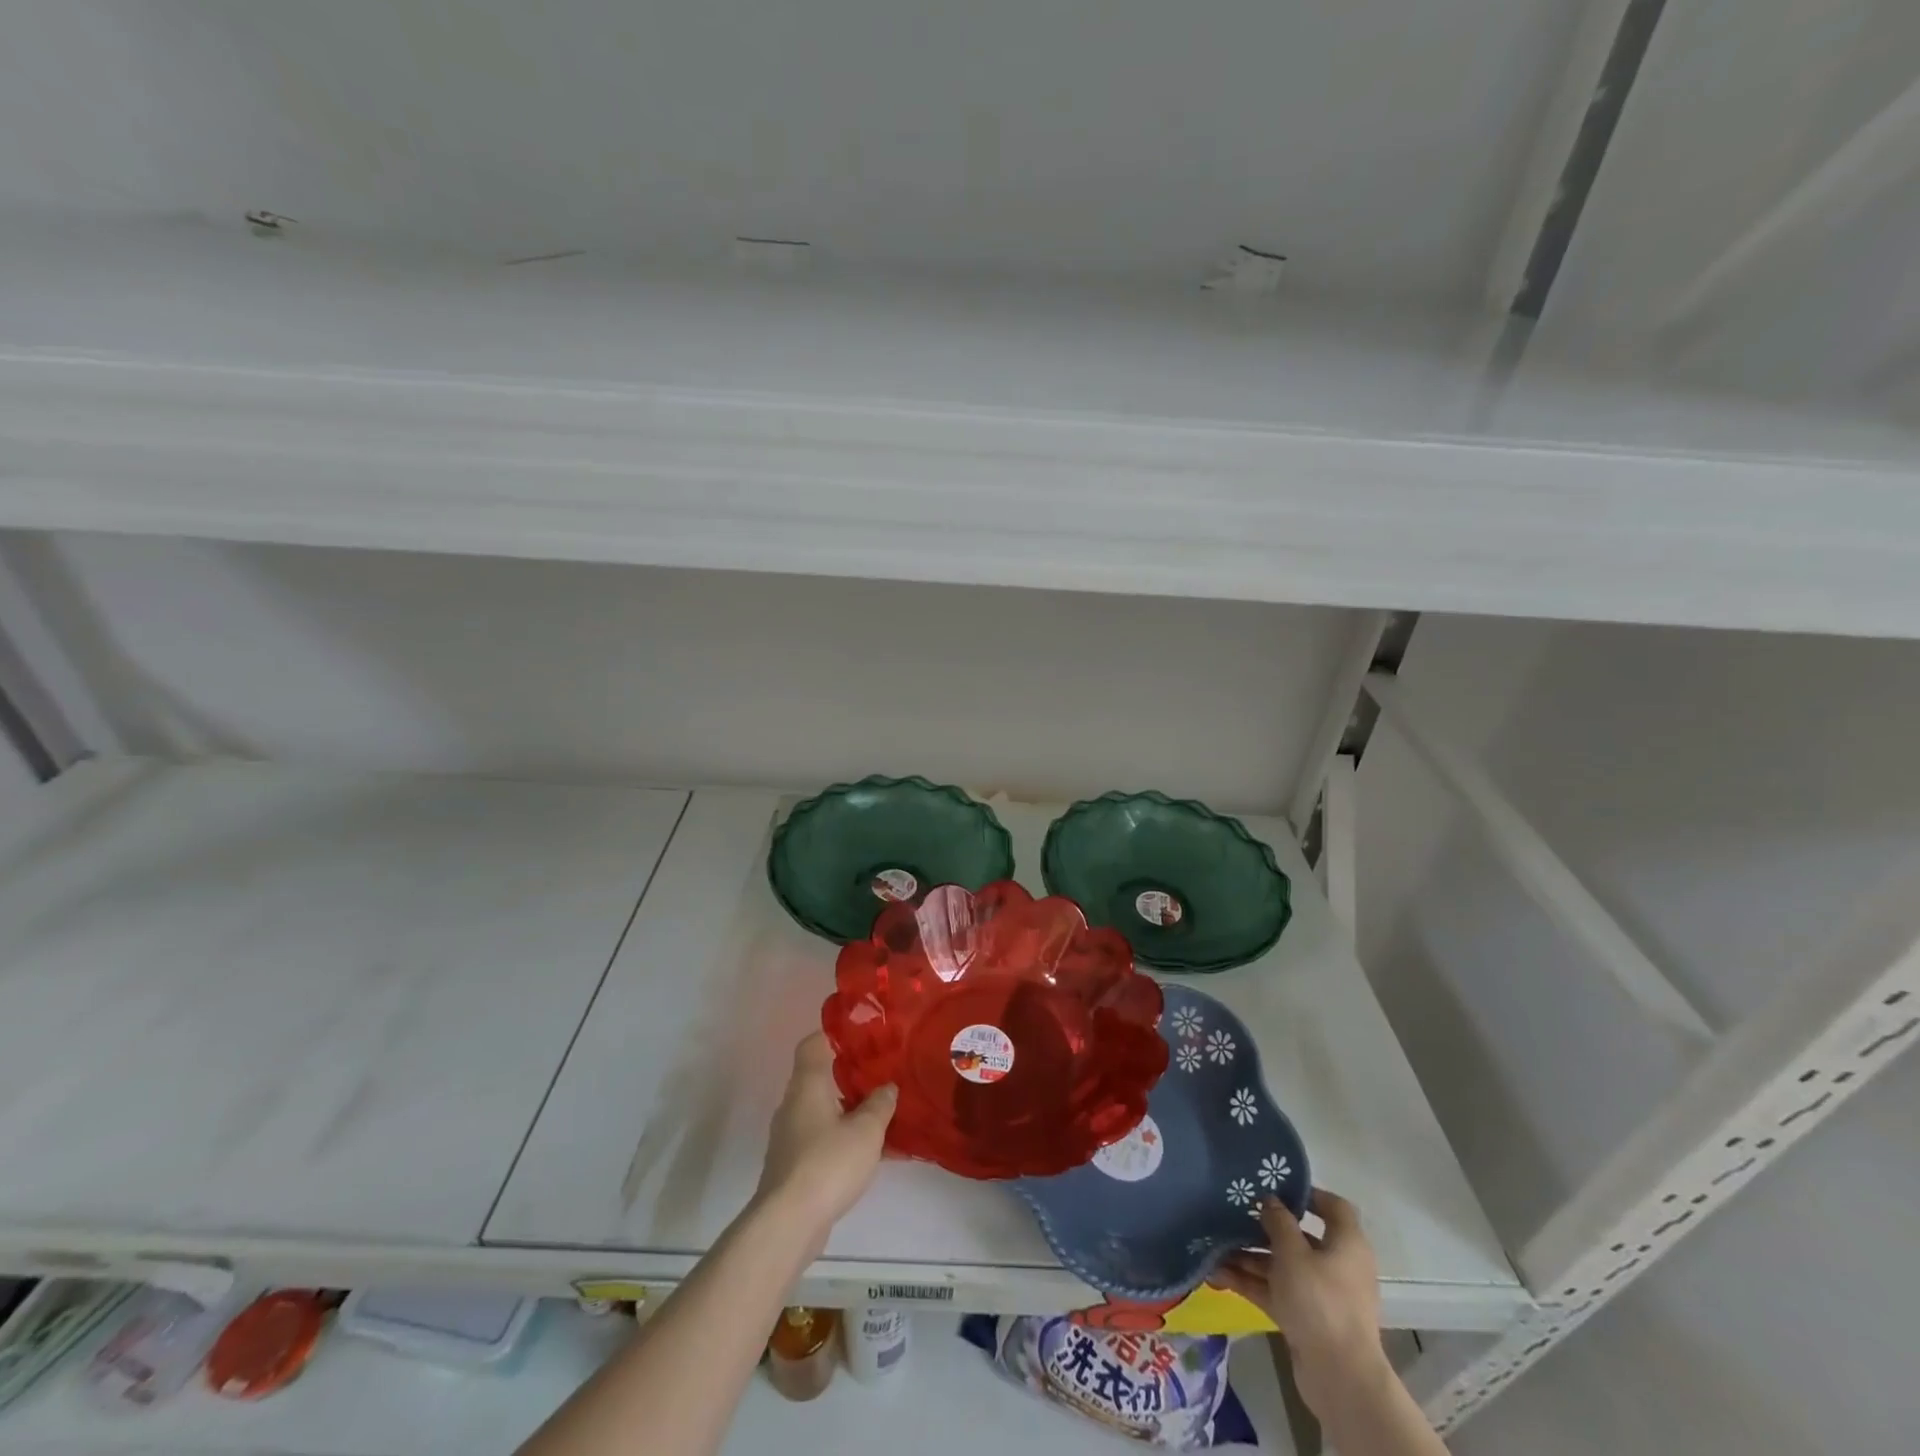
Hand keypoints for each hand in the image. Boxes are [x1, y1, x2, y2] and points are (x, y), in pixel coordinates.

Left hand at [753, 1033, 896, 1252]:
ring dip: (851, 1111)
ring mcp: (790, 1135)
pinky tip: (874, 1154)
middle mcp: (794, 1104)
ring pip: (824, 1111)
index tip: (862, 1036)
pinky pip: (823, 1139)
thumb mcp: (866, 1130)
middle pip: (821, 1077)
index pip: (813, 1044)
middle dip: (852, 1076)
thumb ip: (880, 1104)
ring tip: (884, 1116)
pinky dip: (845, 1139)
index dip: (835, 1035)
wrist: (789, 1222)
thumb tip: (887, 1087)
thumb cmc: (828, 1162)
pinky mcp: (793, 1164)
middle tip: (883, 1076)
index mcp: (807, 1084)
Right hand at [1209, 1189, 1389, 1417]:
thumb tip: (1270, 1200)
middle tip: (1231, 1213)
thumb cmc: (1320, 1301)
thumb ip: (1278, 1221)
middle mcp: (1337, 1265)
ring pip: (1282, 1266)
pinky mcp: (1306, 1319)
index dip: (1307, 1193)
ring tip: (1213, 1247)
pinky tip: (1217, 1275)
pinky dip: (1251, 1283)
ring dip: (1249, 1257)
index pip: (1334, 1207)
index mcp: (1346, 1244)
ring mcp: (1320, 1294)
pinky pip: (1275, 1291)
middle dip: (1262, 1228)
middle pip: (1299, 1237)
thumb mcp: (1293, 1253)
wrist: (1339, 1378)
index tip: (1273, 1186)